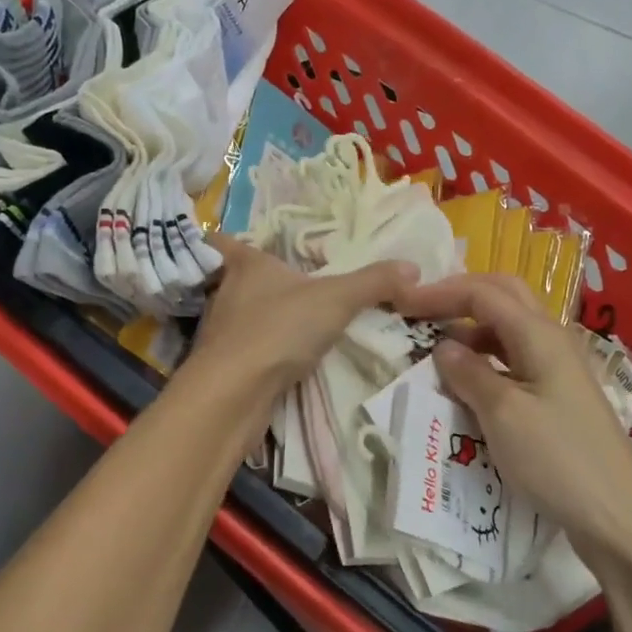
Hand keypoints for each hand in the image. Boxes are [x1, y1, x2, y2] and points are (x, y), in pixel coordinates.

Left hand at [186, 234, 415, 404]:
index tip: (239, 239)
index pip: (221, 239)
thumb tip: (412, 267)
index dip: (226, 237)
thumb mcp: (337, 299)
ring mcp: (218, 332)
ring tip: (284, 321)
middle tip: (282, 284)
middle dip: (252, 281)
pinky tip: (279, 359)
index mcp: (245, 265)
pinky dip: (256, 352)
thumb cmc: (280, 328)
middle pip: (231, 279)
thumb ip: (374, 282)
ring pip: (235, 316)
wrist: (235, 393)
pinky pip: (239, 351)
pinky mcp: (219, 367)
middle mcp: (226, 293)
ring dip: (255, 319)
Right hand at [396, 275, 631, 561]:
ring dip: (473, 329)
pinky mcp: (558, 395)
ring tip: (438, 349)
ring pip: (509, 328)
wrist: (617, 516)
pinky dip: (487, 358)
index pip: (482, 292)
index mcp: (539, 334)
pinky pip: (515, 358)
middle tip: (422, 311)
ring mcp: (558, 367)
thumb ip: (469, 373)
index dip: (440, 292)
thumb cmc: (557, 459)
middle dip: (460, 297)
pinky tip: (469, 381)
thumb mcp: (502, 414)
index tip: (401, 304)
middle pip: (503, 296)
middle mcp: (551, 339)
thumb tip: (443, 347)